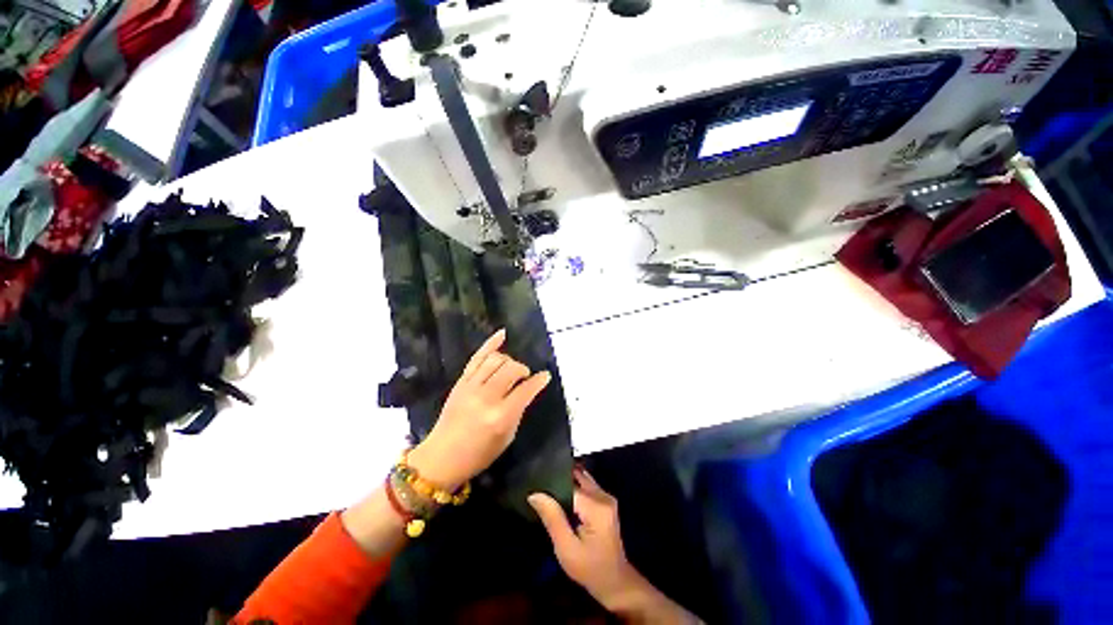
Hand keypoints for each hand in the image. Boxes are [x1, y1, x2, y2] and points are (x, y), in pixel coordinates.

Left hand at [409, 329, 550, 489]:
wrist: (444, 455)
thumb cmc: (479, 454)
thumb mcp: (507, 438)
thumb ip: (517, 413)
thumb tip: (525, 393)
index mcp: (501, 416)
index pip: (525, 390)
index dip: (539, 381)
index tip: (546, 376)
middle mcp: (486, 397)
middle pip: (511, 369)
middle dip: (523, 370)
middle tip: (525, 378)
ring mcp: (470, 387)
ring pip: (495, 360)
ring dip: (508, 361)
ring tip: (512, 370)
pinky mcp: (460, 382)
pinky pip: (476, 358)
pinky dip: (490, 344)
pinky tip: (502, 335)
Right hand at [528, 468, 643, 609]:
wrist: (612, 580)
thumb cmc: (588, 566)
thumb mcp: (566, 546)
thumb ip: (552, 517)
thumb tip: (535, 493)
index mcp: (597, 506)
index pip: (569, 482)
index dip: (548, 481)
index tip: (527, 479)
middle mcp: (604, 498)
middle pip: (577, 476)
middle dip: (555, 477)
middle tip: (530, 480)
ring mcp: (606, 502)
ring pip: (581, 481)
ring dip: (561, 483)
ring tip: (537, 486)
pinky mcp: (603, 508)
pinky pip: (584, 490)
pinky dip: (569, 491)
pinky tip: (552, 497)